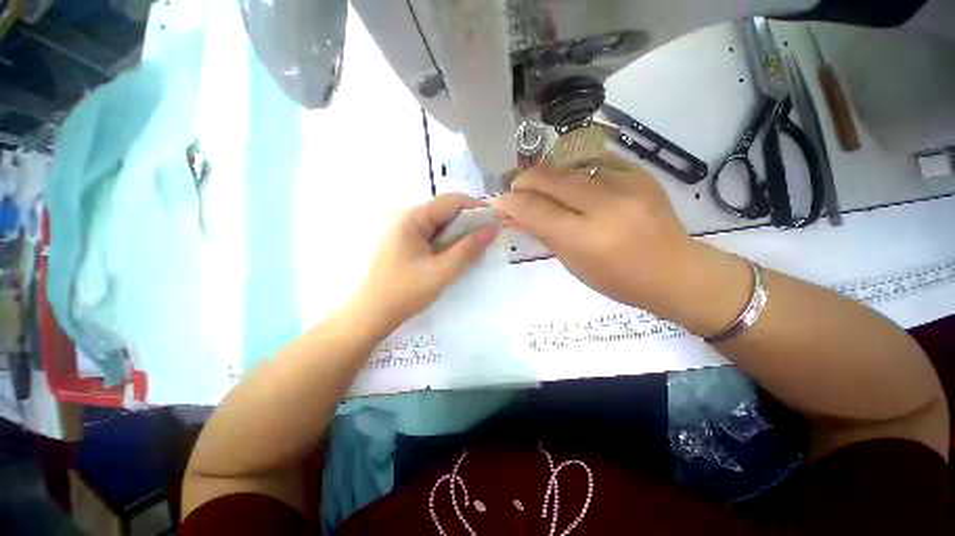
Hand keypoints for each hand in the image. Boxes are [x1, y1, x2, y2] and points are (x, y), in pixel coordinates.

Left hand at [352, 193, 499, 332]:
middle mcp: (409, 218)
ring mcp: (407, 231)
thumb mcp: (442, 271)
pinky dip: (450, 242)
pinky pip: (435, 235)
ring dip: (461, 234)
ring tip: (477, 248)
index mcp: (413, 217)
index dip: (477, 208)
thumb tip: (494, 228)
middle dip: (470, 222)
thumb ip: (469, 249)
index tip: (496, 223)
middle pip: (447, 211)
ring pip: (442, 224)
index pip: (452, 201)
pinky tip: (458, 254)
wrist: (373, 314)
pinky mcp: (408, 243)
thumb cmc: (405, 292)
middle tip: (489, 239)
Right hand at [494, 154, 717, 316]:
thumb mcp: (573, 264)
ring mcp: (627, 184)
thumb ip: (543, 234)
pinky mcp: (640, 173)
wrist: (674, 271)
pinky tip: (573, 181)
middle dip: (525, 181)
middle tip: (516, 188)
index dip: (512, 203)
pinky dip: (575, 170)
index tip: (499, 202)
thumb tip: (514, 214)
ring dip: (548, 174)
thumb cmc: (617, 279)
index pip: (537, 211)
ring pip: (570, 165)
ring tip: (541, 185)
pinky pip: (595, 161)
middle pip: (551, 179)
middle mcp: (606, 206)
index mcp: (586, 239)